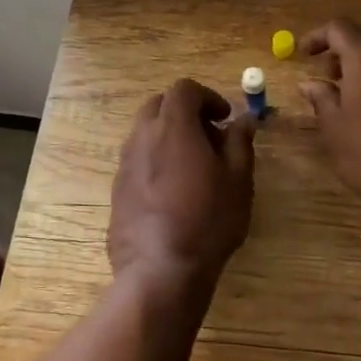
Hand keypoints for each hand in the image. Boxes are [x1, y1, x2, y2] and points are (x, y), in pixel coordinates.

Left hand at [108, 79, 256, 294]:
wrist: (159, 271)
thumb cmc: (207, 221)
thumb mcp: (238, 180)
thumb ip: (240, 142)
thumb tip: (244, 119)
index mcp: (173, 126)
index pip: (184, 89)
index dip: (207, 97)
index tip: (224, 118)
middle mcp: (142, 137)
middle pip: (159, 105)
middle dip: (185, 112)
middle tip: (209, 138)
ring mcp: (125, 163)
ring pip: (145, 133)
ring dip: (169, 137)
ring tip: (194, 167)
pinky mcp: (117, 189)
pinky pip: (137, 160)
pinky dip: (156, 161)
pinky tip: (174, 193)